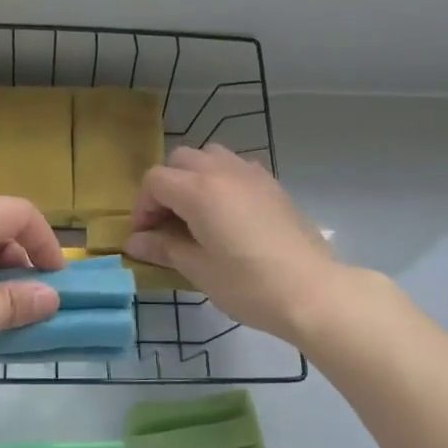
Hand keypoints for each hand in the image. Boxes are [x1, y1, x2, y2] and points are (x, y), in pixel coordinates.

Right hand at [126, 145, 340, 340]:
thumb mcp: (199, 270)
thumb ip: (164, 248)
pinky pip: (236, 167)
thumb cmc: (249, 285)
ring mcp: (251, 174)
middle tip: (167, 224)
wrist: (312, 291)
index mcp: (199, 191)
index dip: (143, 207)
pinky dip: (221, 180)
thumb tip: (134, 242)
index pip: (155, 181)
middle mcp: (223, 172)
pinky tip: (227, 214)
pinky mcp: (272, 185)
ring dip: (194, 177)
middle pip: (180, 160)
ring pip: (210, 156)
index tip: (145, 237)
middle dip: (166, 187)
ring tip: (197, 214)